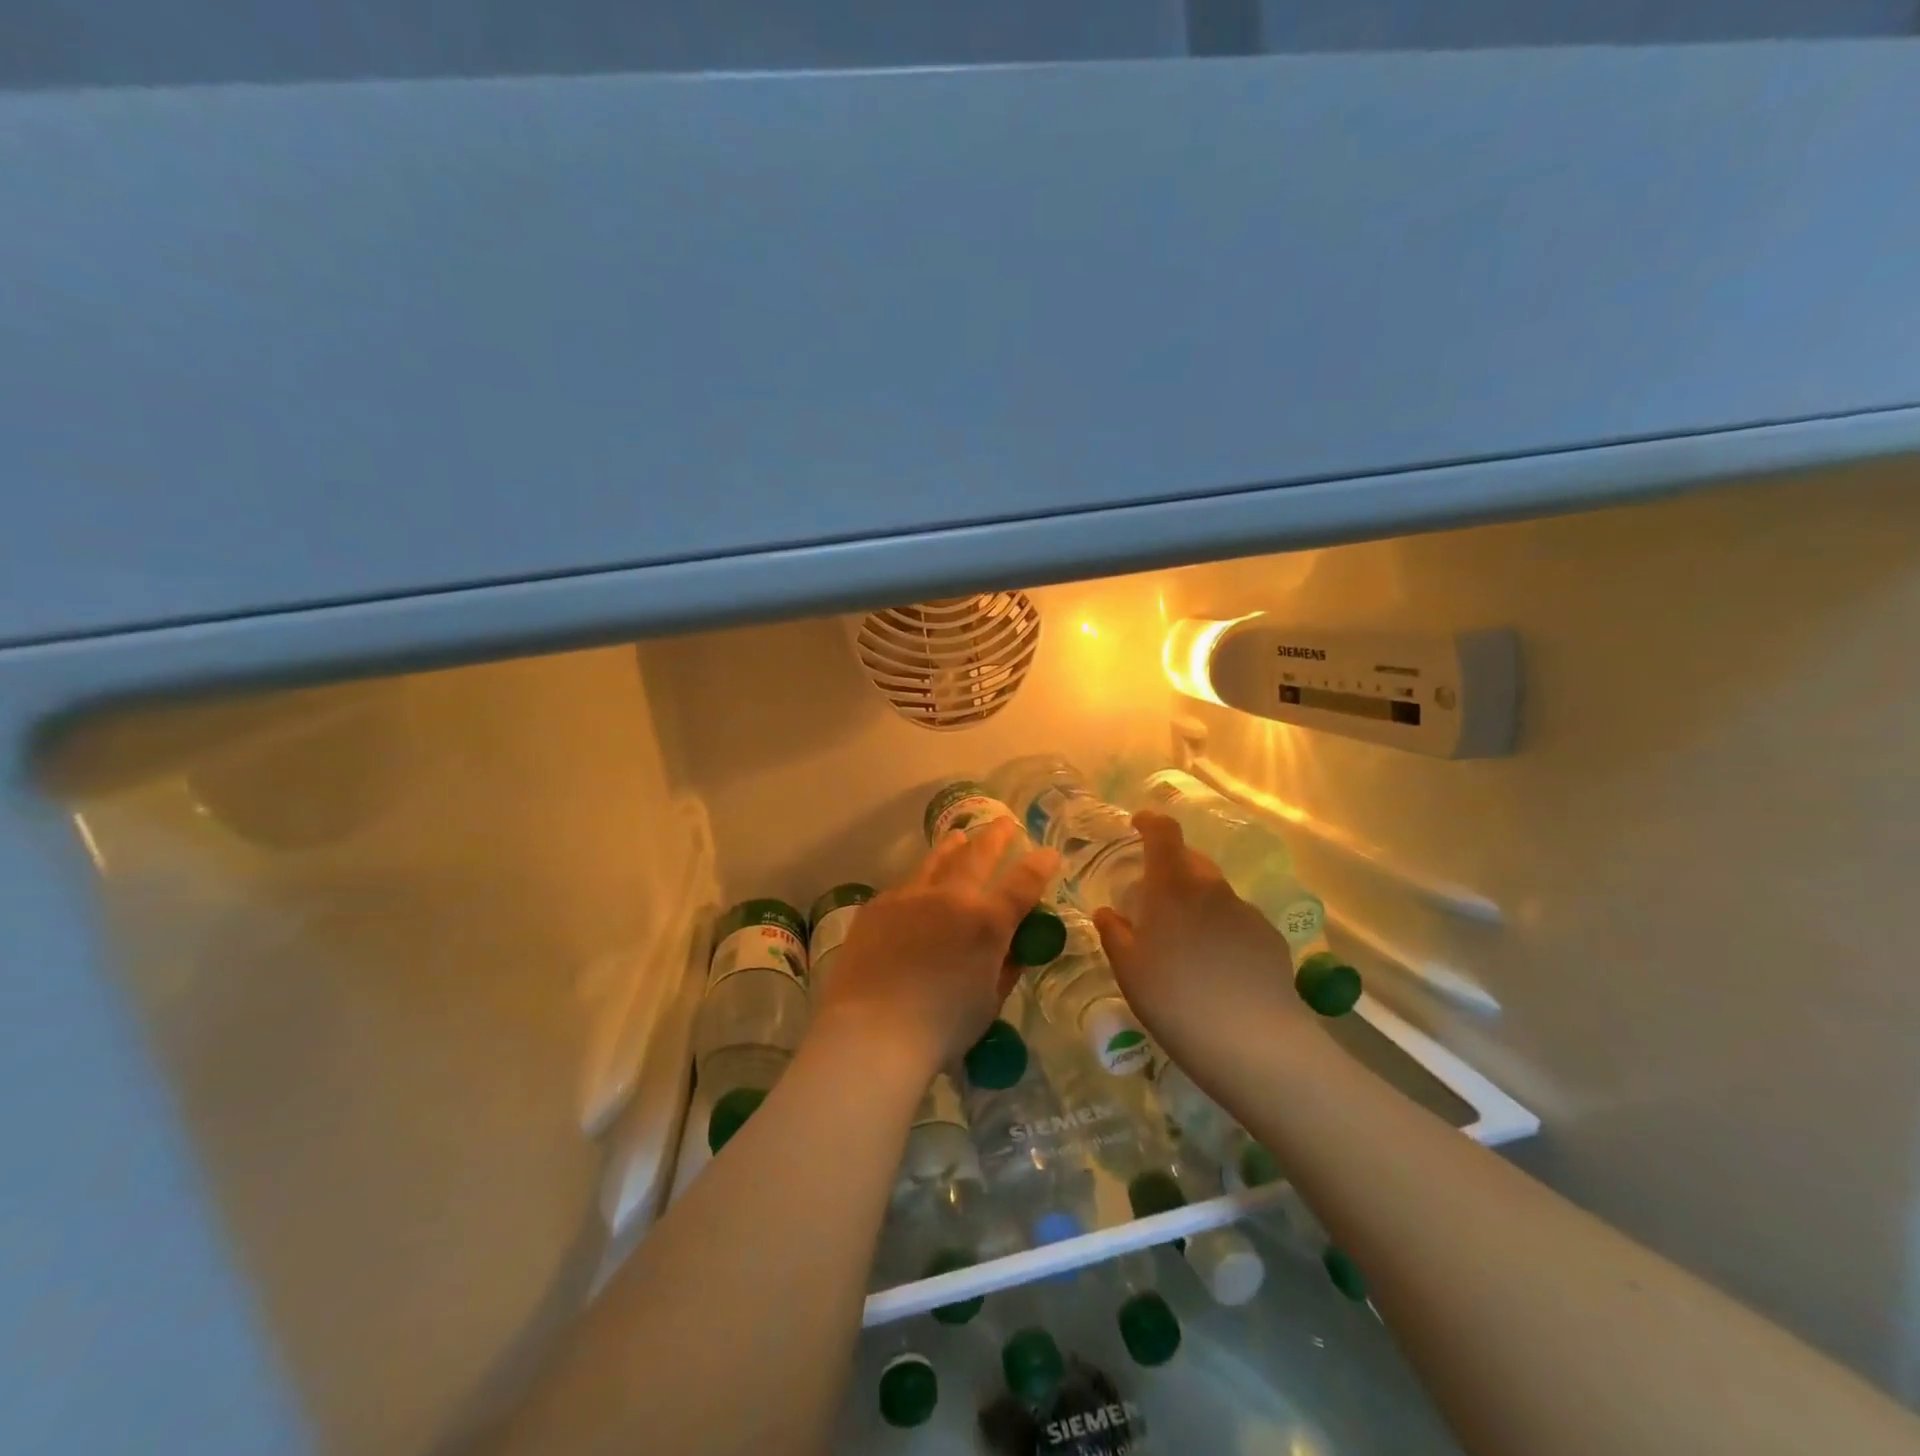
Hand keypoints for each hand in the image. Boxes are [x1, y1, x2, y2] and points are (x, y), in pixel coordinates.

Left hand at [810, 818, 1057, 1078]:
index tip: (1048, 853)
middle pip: (979, 854)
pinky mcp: (878, 905)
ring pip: (937, 859)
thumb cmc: (940, 1028)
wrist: (872, 1030)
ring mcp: (911, 896)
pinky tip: (919, 888)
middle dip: (996, 836)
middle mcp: (951, 897)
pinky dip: (921, 882)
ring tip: (960, 836)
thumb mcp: (988, 1003)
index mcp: (987, 922)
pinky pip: (906, 885)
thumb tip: (1012, 950)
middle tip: (1006, 823)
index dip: (1040, 865)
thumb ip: (1004, 969)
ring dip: (954, 846)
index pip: (1023, 883)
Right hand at [1093, 810, 1310, 1061]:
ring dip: (1197, 904)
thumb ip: (1114, 933)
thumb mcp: (1129, 970)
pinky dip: (1222, 930)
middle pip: (1191, 862)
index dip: (1150, 822)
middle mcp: (1212, 889)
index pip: (1164, 834)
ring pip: (1215, 894)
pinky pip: (1237, 921)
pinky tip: (1217, 968)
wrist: (1254, 1041)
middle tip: (1153, 901)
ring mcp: (1246, 912)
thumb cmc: (1175, 999)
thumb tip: (1107, 912)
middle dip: (1171, 870)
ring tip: (1186, 944)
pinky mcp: (1270, 938)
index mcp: (1172, 887)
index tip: (1138, 824)